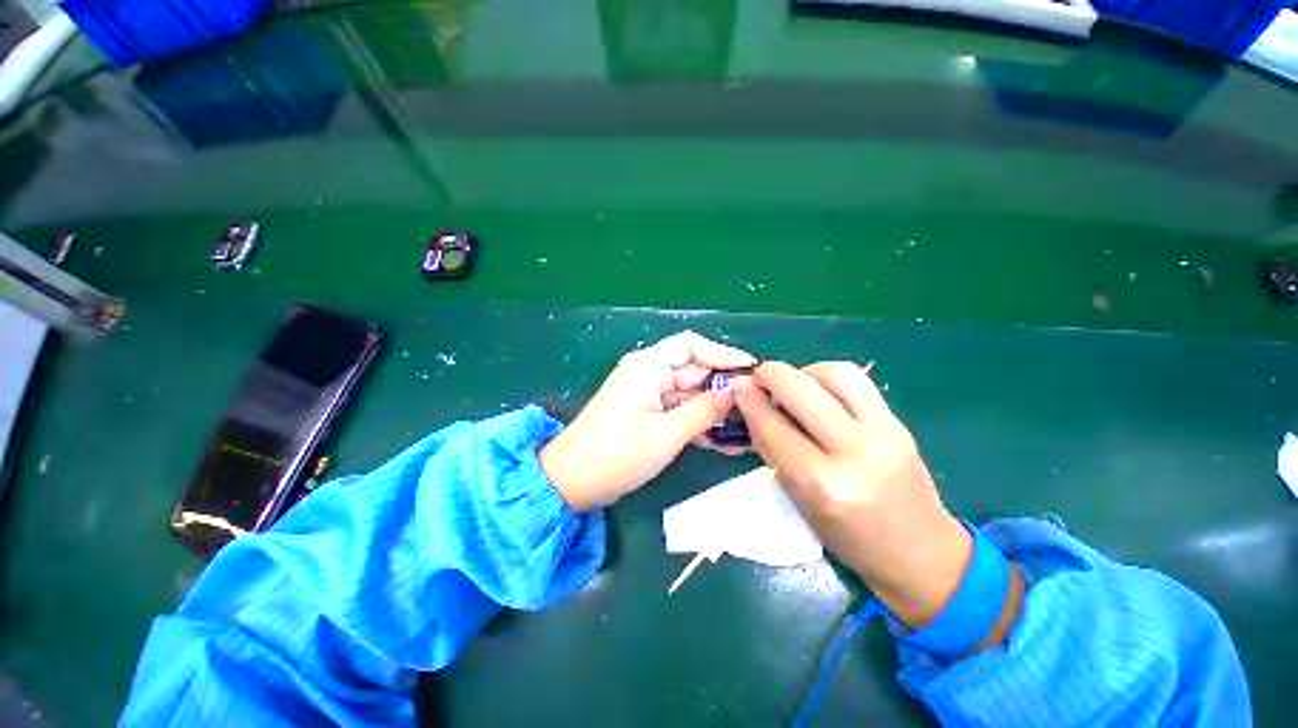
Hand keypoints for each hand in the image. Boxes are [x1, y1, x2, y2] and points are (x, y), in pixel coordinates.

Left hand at [540, 331, 755, 511]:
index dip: (721, 353)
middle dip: (723, 388)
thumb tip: (735, 393)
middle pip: (693, 371)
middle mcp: (649, 375)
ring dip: (715, 410)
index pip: (690, 345)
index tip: (750, 369)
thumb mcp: (666, 434)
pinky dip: (699, 424)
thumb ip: (703, 411)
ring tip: (749, 427)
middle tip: (757, 406)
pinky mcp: (648, 415)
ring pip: (690, 395)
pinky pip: (679, 412)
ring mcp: (648, 396)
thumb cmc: (617, 454)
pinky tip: (726, 442)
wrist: (572, 483)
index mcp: (647, 366)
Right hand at [733, 361, 972, 628]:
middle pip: (801, 391)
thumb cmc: (848, 538)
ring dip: (804, 372)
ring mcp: (883, 434)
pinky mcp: (900, 423)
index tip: (738, 386)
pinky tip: (821, 391)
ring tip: (795, 386)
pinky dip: (829, 377)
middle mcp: (853, 454)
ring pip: (835, 374)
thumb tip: (753, 406)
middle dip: (771, 374)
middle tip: (760, 377)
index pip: (773, 428)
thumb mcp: (799, 501)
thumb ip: (774, 450)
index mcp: (821, 485)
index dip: (750, 401)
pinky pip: (858, 382)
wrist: (920, 554)